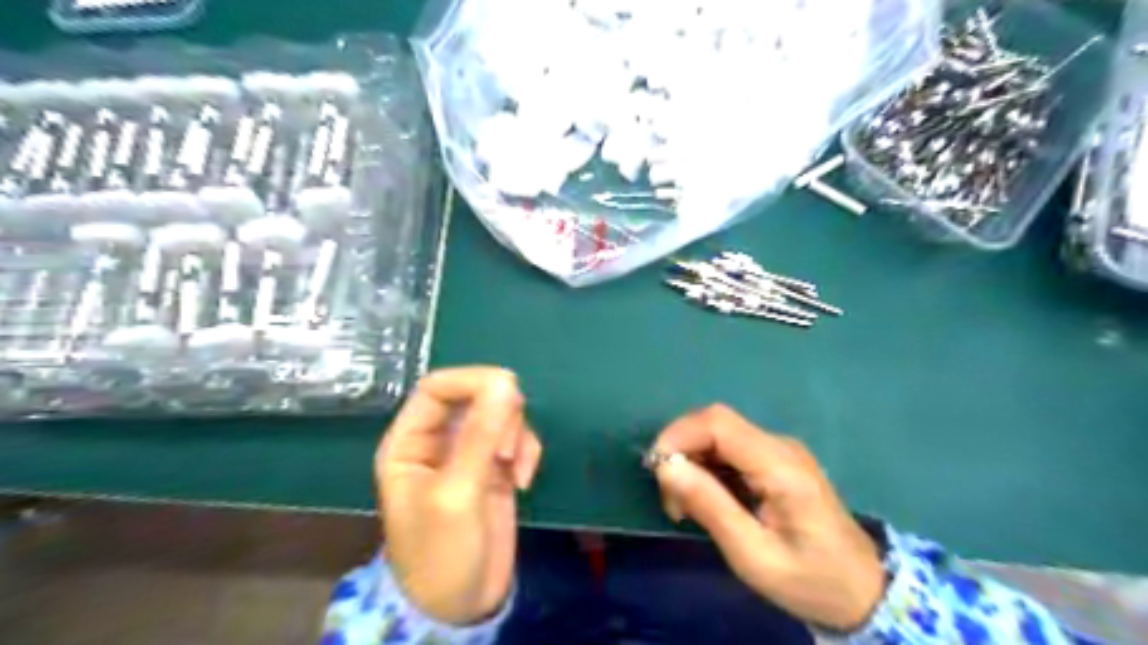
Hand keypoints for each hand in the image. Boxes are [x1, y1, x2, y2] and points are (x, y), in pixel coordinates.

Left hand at [376, 368, 539, 624]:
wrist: (462, 605)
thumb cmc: (442, 553)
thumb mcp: (458, 493)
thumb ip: (480, 436)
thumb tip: (507, 381)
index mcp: (410, 441)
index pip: (437, 387)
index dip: (472, 381)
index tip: (509, 392)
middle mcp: (438, 441)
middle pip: (474, 395)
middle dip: (499, 413)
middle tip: (508, 445)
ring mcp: (468, 453)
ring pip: (500, 414)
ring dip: (515, 435)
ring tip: (513, 470)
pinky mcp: (495, 467)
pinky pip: (517, 438)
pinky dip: (526, 451)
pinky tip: (522, 482)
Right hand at [649, 407, 881, 632]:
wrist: (864, 592)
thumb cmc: (809, 580)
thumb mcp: (752, 555)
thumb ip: (709, 506)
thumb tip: (665, 465)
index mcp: (780, 466)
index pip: (717, 423)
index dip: (678, 435)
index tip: (655, 471)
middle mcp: (779, 446)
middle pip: (715, 424)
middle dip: (681, 451)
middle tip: (672, 500)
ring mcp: (779, 451)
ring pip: (718, 435)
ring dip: (691, 461)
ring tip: (685, 507)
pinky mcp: (776, 461)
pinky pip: (730, 450)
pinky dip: (707, 468)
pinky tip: (706, 499)